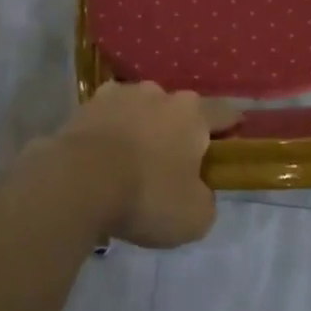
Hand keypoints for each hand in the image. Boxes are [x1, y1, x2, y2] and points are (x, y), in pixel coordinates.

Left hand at [44, 82, 239, 249]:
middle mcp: (158, 93)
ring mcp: (119, 94)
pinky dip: (108, 133)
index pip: (223, 113)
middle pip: (176, 110)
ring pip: (139, 109)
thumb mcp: (194, 216)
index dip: (230, 126)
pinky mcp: (85, 106)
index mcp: (192, 113)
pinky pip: (106, 119)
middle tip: (171, 163)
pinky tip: (102, 158)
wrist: (78, 181)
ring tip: (130, 161)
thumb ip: (205, 200)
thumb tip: (198, 191)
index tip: (232, 138)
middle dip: (176, 131)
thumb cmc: (147, 195)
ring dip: (140, 128)